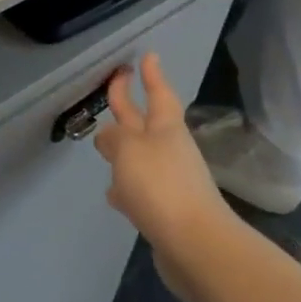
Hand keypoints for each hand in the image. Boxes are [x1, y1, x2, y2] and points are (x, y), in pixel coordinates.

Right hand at [93, 55, 238, 301]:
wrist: (196, 245)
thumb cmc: (161, 187)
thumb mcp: (129, 150)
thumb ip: (114, 138)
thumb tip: (108, 137)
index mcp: (165, 129)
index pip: (158, 93)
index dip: (151, 75)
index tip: (147, 56)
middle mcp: (169, 150)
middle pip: (145, 121)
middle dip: (129, 104)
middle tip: (115, 84)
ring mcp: (169, 181)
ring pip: (140, 156)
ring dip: (124, 149)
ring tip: (104, 145)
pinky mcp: (164, 211)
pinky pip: (140, 189)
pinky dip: (126, 187)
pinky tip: (114, 195)